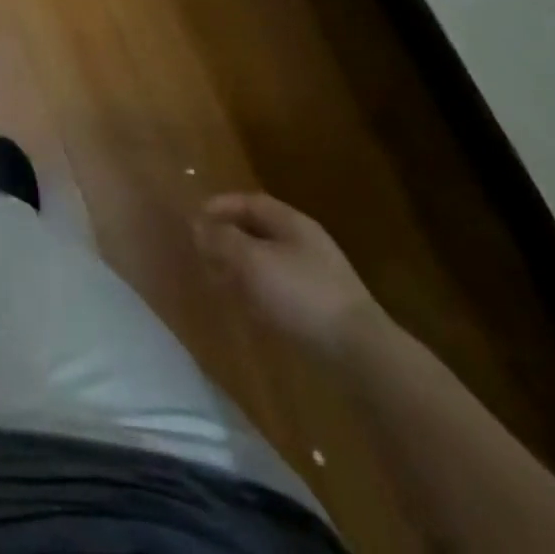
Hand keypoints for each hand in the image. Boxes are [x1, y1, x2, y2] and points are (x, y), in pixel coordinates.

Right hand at [194, 193, 382, 360]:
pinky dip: (258, 288)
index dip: (220, 206)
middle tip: (201, 251)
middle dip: (228, 237)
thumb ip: (222, 240)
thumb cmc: (301, 295)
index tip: (194, 219)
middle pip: (258, 229)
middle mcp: (304, 241)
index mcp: (290, 222)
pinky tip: (248, 307)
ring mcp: (316, 274)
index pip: (249, 202)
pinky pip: (280, 286)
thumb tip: (197, 225)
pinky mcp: (321, 306)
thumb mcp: (252, 262)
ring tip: (218, 280)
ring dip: (241, 265)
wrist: (360, 353)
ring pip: (268, 259)